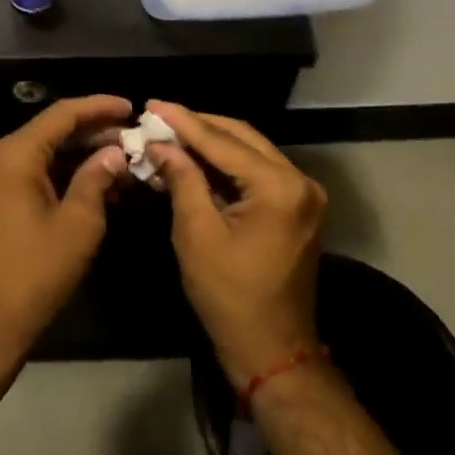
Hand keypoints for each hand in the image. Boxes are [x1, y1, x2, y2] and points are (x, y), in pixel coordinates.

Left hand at [0, 95, 130, 370]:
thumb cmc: (33, 275)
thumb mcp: (77, 226)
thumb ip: (97, 179)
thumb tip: (114, 152)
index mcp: (13, 156)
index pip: (61, 114)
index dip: (98, 107)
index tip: (131, 107)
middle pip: (50, 132)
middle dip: (93, 134)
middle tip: (132, 139)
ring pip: (41, 154)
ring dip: (79, 156)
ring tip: (121, 162)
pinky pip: (30, 174)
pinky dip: (60, 175)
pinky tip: (93, 185)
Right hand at [146, 101, 326, 389]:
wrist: (273, 350)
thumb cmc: (230, 296)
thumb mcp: (197, 234)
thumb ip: (182, 179)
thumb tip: (160, 144)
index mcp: (279, 187)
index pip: (223, 141)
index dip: (183, 121)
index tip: (151, 104)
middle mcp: (299, 181)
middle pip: (241, 136)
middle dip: (198, 125)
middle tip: (158, 116)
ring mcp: (303, 194)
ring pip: (250, 150)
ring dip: (211, 142)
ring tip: (171, 133)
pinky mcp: (298, 207)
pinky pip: (258, 171)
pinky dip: (226, 163)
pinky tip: (195, 159)